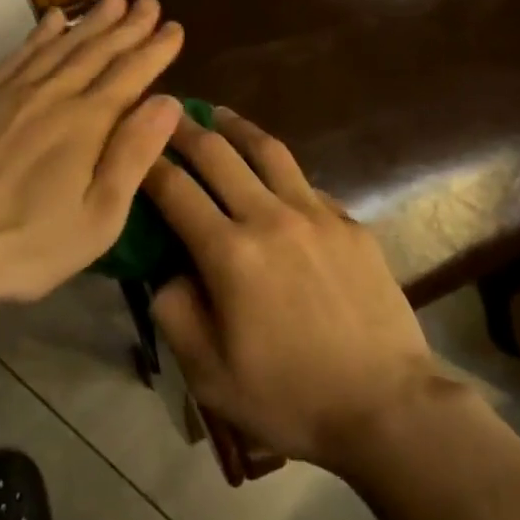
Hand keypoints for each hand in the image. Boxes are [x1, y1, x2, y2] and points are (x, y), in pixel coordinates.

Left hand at [0, 0, 184, 314]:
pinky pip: (16, 55)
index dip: (155, 49)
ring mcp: (9, 94)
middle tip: (149, 1)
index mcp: (85, 123)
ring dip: (88, 21)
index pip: (129, 74)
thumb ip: (133, 155)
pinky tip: (51, 20)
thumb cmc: (27, 244)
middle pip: (96, 51)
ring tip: (110, 0)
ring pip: (58, 46)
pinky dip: (39, 34)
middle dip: (127, 25)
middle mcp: (50, 95)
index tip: (175, 27)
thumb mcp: (98, 217)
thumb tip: (168, 102)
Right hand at [144, 109, 439, 472]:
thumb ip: (174, 313)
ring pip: (268, 151)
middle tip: (166, 113)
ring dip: (236, 128)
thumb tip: (167, 270)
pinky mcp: (350, 223)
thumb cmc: (290, 397)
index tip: (132, 145)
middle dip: (184, 129)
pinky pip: (305, 183)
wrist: (387, 406)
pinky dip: (279, 171)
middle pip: (217, 154)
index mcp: (230, 253)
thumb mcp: (209, 373)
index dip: (146, 163)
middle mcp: (270, 218)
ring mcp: (317, 215)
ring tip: (218, 115)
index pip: (174, 189)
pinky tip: (273, 176)